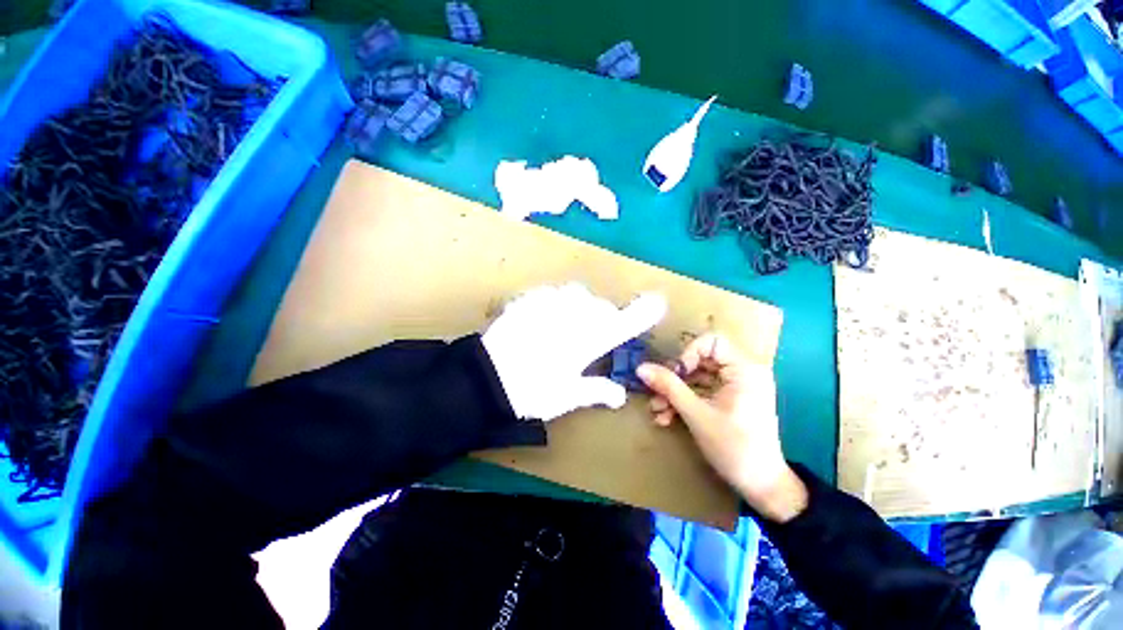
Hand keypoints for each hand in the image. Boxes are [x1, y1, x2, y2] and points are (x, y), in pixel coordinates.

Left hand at [482, 283, 666, 421]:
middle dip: (602, 318)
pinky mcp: (529, 299)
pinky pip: (551, 294)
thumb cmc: (532, 392)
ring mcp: (550, 304)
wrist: (486, 379)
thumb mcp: (567, 396)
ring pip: (577, 295)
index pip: (624, 323)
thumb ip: (596, 391)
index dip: (643, 312)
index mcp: (589, 341)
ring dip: (579, 307)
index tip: (658, 302)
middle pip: (601, 307)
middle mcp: (574, 317)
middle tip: (590, 336)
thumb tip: (620, 396)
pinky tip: (543, 317)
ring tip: (566, 323)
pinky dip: (554, 303)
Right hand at [636, 333, 807, 522]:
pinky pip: (701, 392)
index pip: (711, 342)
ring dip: (674, 393)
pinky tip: (666, 418)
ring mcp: (735, 388)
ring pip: (697, 378)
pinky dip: (684, 402)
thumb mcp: (696, 415)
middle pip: (700, 361)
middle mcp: (742, 373)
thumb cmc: (734, 448)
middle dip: (675, 378)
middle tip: (656, 393)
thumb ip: (668, 387)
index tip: (675, 375)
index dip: (688, 354)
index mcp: (744, 370)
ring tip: (657, 411)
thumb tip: (641, 367)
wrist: (762, 487)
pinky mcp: (728, 401)